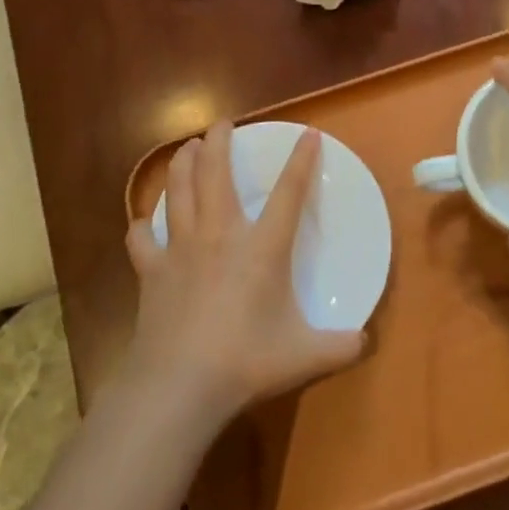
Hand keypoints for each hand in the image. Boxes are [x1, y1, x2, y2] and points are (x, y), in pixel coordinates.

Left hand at [122, 122, 363, 426]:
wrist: (180, 385)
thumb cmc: (246, 362)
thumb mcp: (305, 356)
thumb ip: (341, 347)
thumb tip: (366, 342)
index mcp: (262, 248)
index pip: (289, 193)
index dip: (301, 161)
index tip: (309, 134)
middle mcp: (220, 235)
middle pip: (216, 173)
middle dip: (219, 141)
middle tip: (221, 124)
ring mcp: (181, 249)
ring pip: (178, 191)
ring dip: (182, 164)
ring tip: (186, 147)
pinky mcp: (151, 271)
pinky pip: (142, 239)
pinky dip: (142, 227)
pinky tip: (143, 224)